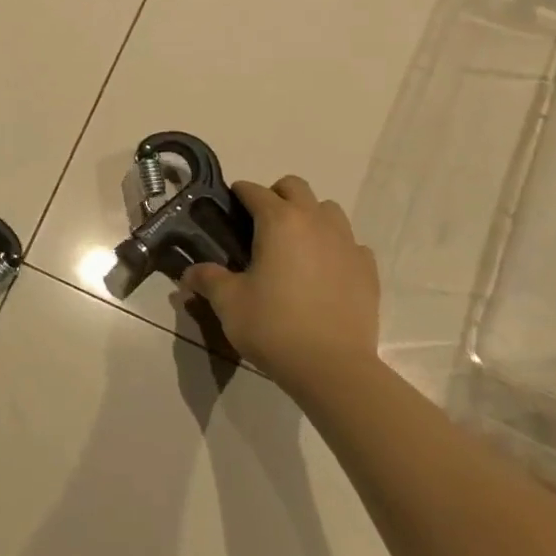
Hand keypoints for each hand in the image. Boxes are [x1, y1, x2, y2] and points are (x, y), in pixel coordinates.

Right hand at [180, 177, 379, 391]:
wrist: (332, 367)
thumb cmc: (272, 326)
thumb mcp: (228, 303)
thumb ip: (207, 279)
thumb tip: (188, 274)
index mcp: (279, 221)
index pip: (254, 191)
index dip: (238, 194)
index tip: (228, 206)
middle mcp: (316, 222)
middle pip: (295, 187)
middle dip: (276, 196)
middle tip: (259, 224)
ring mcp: (347, 243)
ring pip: (328, 210)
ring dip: (309, 217)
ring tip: (294, 246)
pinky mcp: (367, 269)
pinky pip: (350, 243)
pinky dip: (335, 247)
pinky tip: (323, 272)